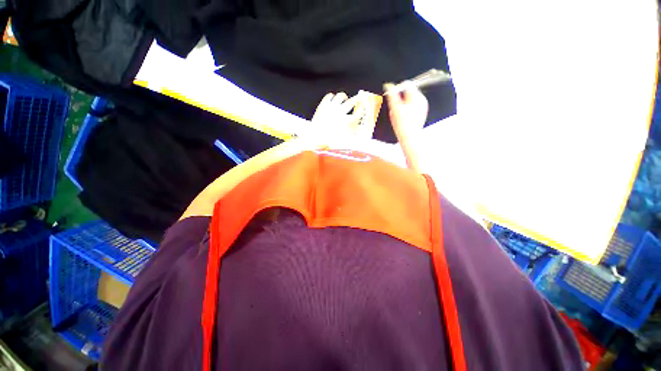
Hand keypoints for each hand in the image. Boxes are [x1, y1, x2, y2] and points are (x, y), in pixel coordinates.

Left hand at [308, 92, 359, 146]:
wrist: (314, 137)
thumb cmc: (327, 140)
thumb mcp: (340, 139)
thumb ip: (347, 133)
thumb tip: (352, 132)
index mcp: (345, 121)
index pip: (357, 114)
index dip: (361, 110)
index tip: (362, 108)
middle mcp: (339, 112)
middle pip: (351, 102)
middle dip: (356, 99)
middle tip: (358, 98)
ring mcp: (331, 107)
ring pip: (340, 96)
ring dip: (343, 97)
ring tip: (344, 98)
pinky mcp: (323, 105)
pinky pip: (329, 96)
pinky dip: (332, 96)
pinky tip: (332, 99)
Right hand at [384, 82, 428, 171]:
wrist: (410, 137)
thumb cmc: (402, 124)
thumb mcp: (394, 108)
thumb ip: (392, 95)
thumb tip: (388, 85)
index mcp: (416, 97)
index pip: (407, 84)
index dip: (398, 88)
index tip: (391, 95)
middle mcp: (421, 100)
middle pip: (409, 92)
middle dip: (400, 98)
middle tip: (395, 109)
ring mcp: (423, 106)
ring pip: (410, 100)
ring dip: (403, 104)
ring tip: (398, 115)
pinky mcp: (422, 112)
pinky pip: (413, 106)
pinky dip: (407, 110)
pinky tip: (403, 118)